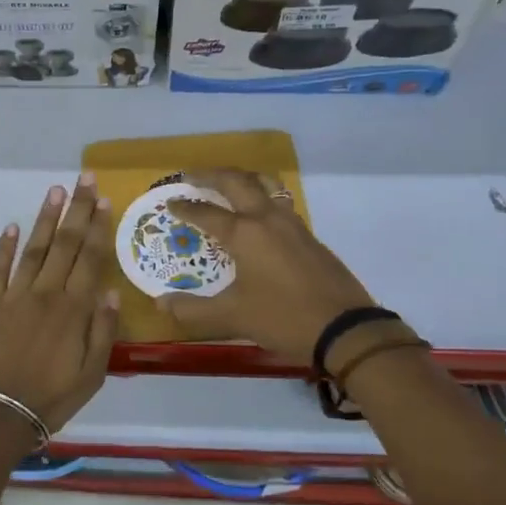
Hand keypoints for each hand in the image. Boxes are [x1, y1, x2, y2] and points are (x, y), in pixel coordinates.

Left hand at [0, 175, 118, 434]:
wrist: (0, 412)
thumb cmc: (53, 396)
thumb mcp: (93, 373)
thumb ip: (103, 331)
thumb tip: (110, 291)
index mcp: (73, 309)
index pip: (89, 259)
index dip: (97, 227)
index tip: (103, 200)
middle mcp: (46, 293)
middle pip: (64, 244)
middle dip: (76, 209)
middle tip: (83, 179)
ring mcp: (14, 296)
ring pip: (34, 249)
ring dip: (45, 218)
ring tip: (54, 190)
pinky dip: (5, 247)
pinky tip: (13, 226)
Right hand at [156, 167, 378, 366]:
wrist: (345, 329)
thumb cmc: (283, 318)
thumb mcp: (232, 317)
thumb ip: (193, 309)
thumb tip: (161, 303)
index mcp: (244, 233)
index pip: (206, 212)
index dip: (185, 207)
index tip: (170, 202)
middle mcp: (267, 219)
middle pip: (237, 182)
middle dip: (212, 175)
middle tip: (192, 176)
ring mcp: (292, 225)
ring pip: (266, 185)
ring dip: (243, 178)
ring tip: (228, 183)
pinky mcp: (309, 237)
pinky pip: (280, 203)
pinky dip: (262, 196)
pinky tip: (259, 215)